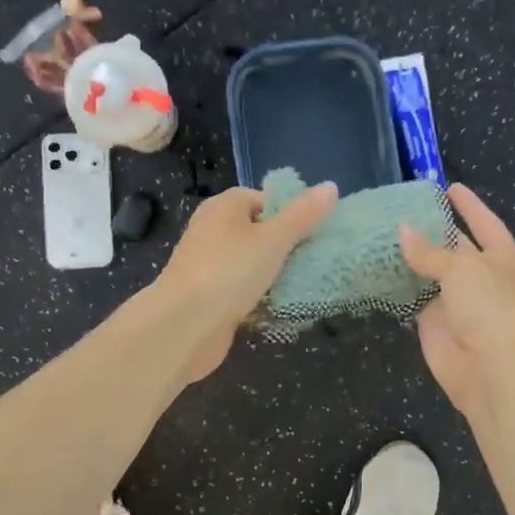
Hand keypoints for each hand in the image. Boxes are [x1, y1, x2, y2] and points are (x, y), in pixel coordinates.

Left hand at [157, 181, 338, 380]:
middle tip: (314, 258)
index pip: (262, 199)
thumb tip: (331, 186)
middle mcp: (212, 231)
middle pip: (258, 231)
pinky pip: (242, 290)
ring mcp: (209, 266)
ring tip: (305, 283)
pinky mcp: (210, 298)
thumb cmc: (229, 272)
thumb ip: (303, 215)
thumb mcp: (273, 239)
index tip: (314, 231)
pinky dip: (260, 297)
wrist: (183, 327)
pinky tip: (281, 307)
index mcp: (223, 208)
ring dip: (274, 274)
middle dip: (285, 246)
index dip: (289, 212)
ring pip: (251, 263)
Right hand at [399, 184, 514, 424]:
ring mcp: (458, 301)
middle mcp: (483, 276)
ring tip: (379, 233)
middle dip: (432, 231)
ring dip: (410, 258)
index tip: (448, 186)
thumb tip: (402, 230)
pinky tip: (375, 268)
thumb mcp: (462, 268)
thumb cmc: (491, 306)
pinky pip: (414, 299)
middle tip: (399, 209)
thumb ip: (430, 251)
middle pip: (455, 247)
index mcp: (504, 257)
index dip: (468, 204)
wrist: (494, 370)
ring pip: (431, 273)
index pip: (484, 222)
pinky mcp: (435, 324)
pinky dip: (398, 286)